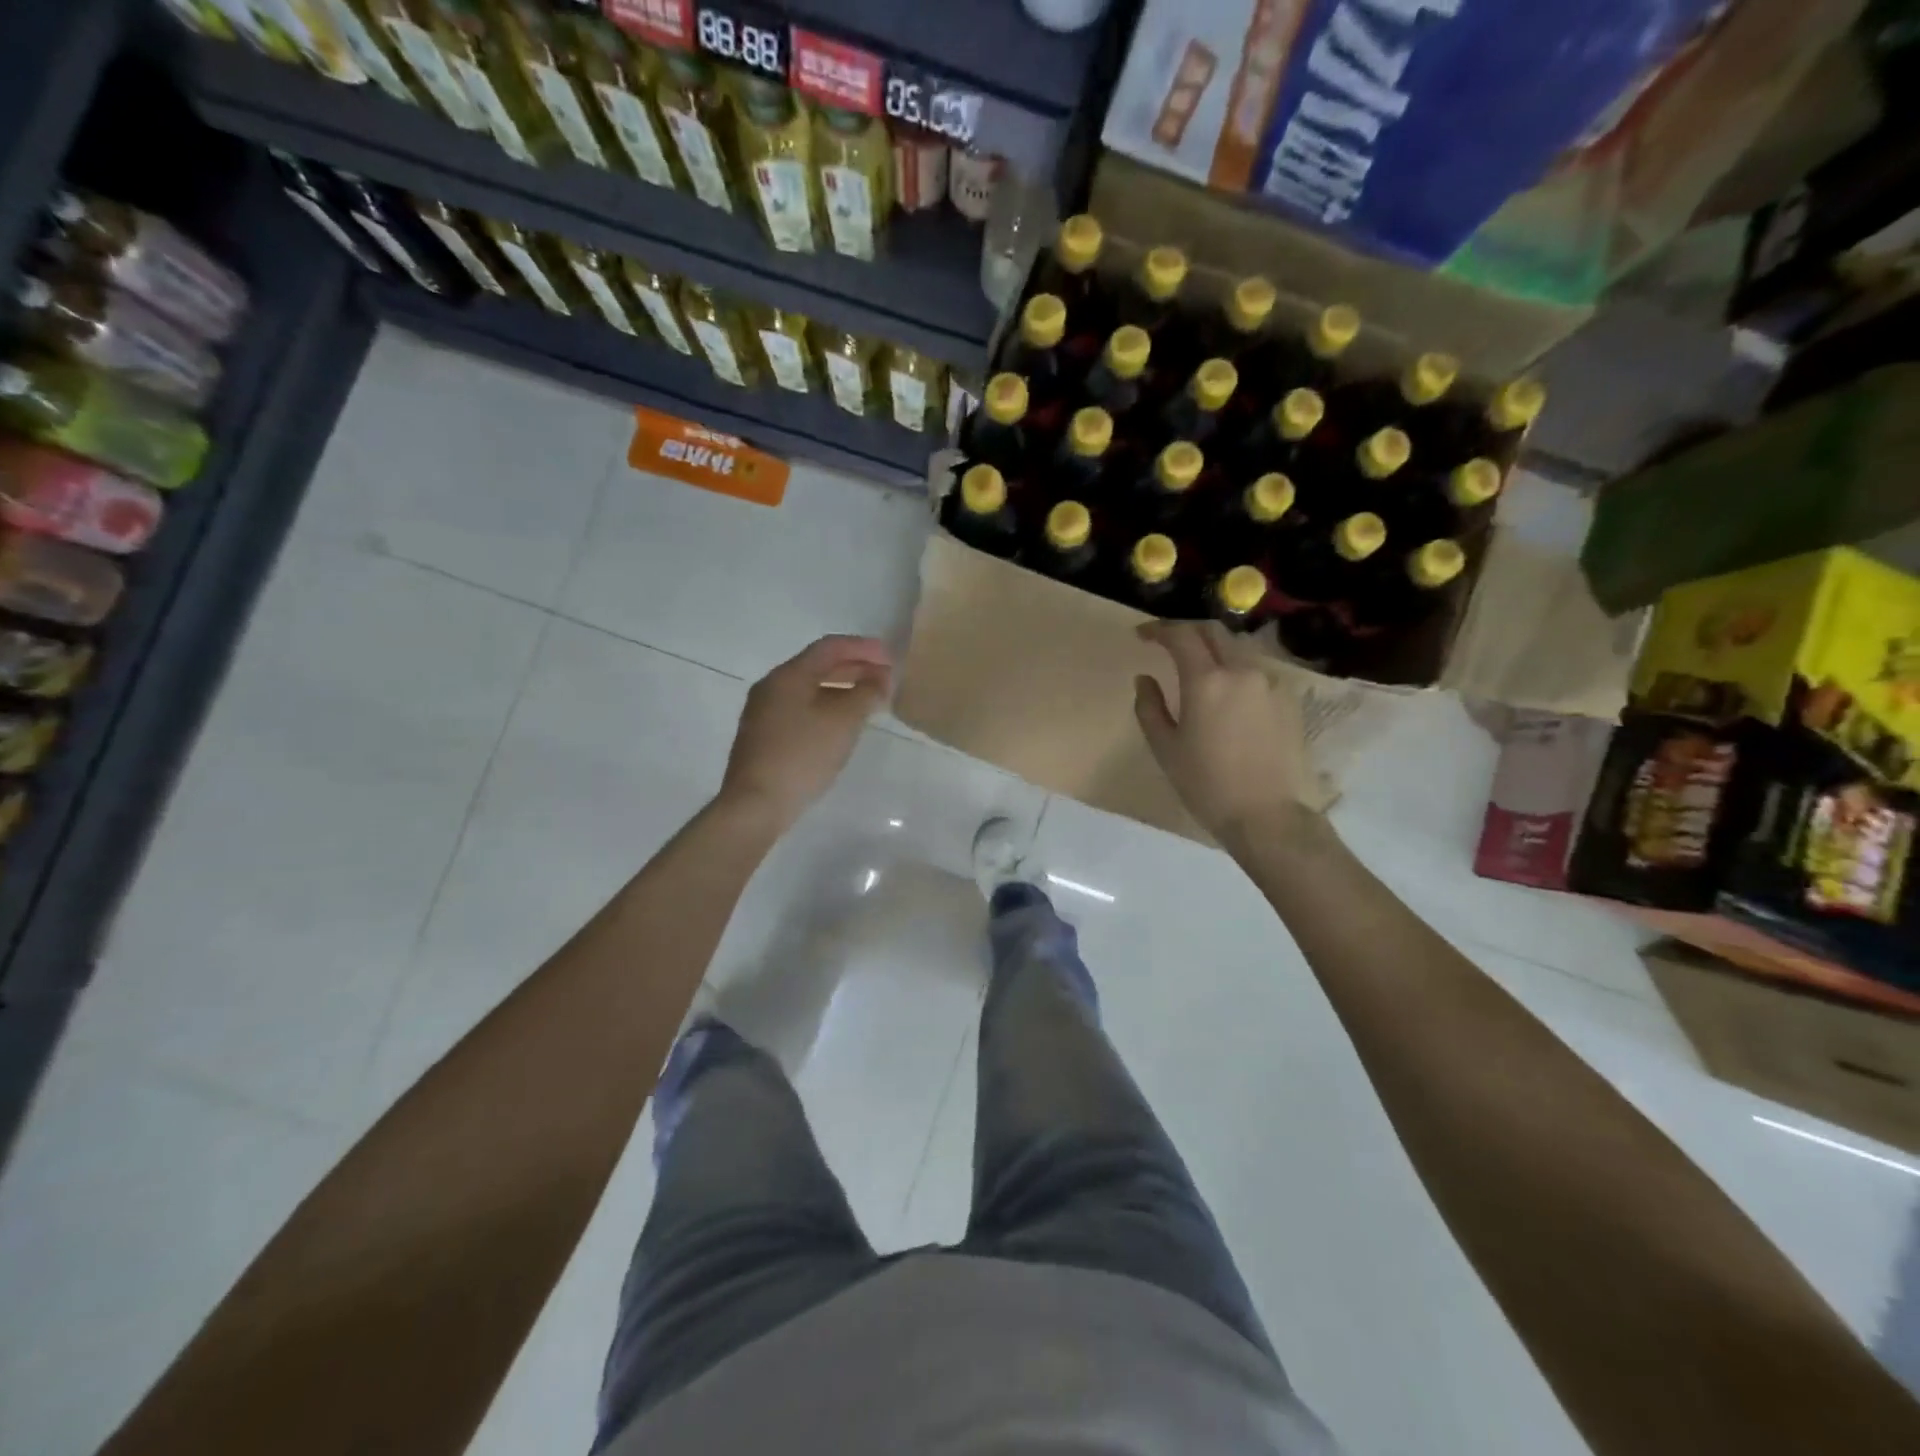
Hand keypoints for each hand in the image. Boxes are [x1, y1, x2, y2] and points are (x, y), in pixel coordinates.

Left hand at [720, 634, 891, 829]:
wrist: (756, 804)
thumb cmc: (802, 756)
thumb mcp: (843, 722)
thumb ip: (866, 694)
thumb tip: (879, 681)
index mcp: (788, 676)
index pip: (830, 647)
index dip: (863, 648)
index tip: (891, 658)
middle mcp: (772, 687)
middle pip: (818, 667)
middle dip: (855, 669)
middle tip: (885, 679)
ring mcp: (764, 713)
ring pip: (810, 690)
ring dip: (842, 690)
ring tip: (870, 702)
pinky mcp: (764, 738)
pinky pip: (802, 710)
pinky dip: (827, 708)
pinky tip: (843, 726)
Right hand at [1134, 620, 1318, 843]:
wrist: (1268, 816)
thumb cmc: (1207, 785)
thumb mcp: (1166, 749)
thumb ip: (1150, 707)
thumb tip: (1144, 679)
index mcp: (1207, 681)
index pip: (1181, 636)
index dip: (1158, 629)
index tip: (1142, 636)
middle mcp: (1242, 670)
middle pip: (1214, 631)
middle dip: (1188, 630)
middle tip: (1168, 642)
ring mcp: (1271, 682)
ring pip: (1239, 649)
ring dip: (1214, 650)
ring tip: (1199, 669)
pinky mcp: (1290, 699)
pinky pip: (1258, 672)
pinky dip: (1237, 671)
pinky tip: (1229, 694)